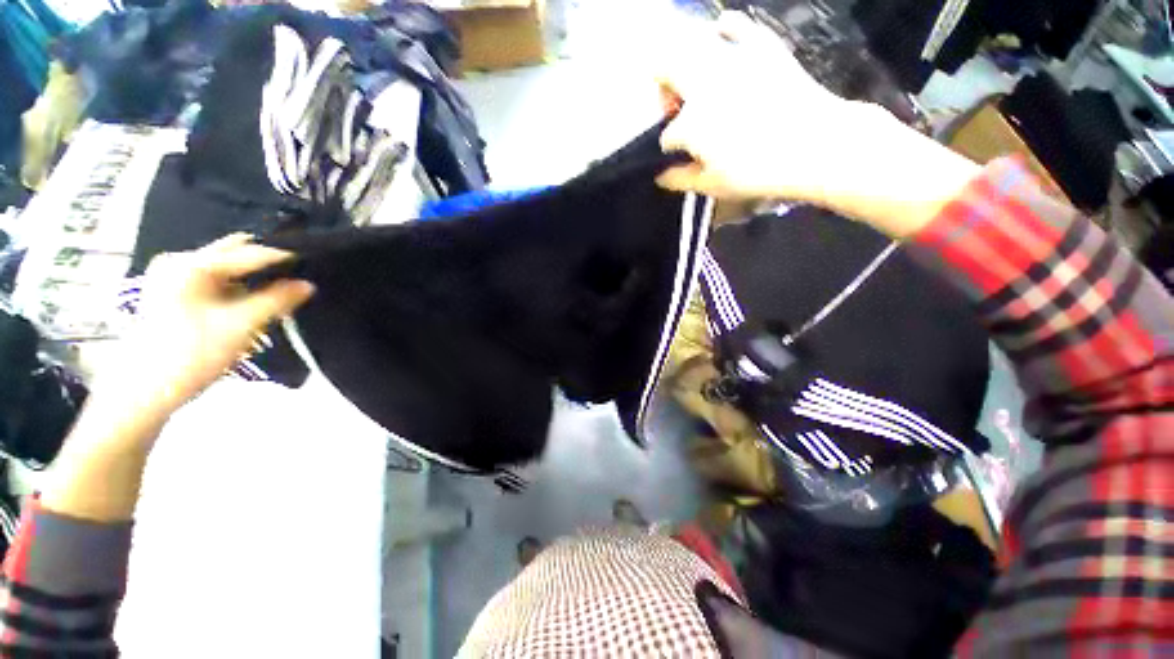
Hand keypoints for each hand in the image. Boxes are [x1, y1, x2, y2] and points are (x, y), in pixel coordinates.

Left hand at [95, 234, 313, 421]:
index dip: (283, 257)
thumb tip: (308, 284)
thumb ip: (277, 300)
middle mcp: (179, 262)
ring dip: (251, 280)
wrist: (143, 391)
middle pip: (233, 254)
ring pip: (224, 269)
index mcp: (192, 264)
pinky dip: (235, 289)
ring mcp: (171, 277)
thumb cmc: (192, 354)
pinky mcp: (170, 293)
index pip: (250, 252)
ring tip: (277, 294)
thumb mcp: (241, 326)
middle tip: (295, 278)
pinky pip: (213, 281)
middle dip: (265, 265)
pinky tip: (249, 304)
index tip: (313, 262)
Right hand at [656, 12, 980, 236]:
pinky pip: (733, 24)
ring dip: (682, 62)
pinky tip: (721, 37)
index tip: (680, 157)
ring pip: (689, 44)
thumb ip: (680, 180)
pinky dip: (723, 31)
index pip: (668, 135)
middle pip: (663, 69)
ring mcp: (731, 60)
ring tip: (693, 81)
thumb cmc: (758, 172)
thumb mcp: (713, 185)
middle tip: (673, 108)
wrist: (816, 145)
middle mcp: (703, 84)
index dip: (670, 148)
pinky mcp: (759, 46)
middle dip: (662, 91)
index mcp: (690, 123)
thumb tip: (660, 176)